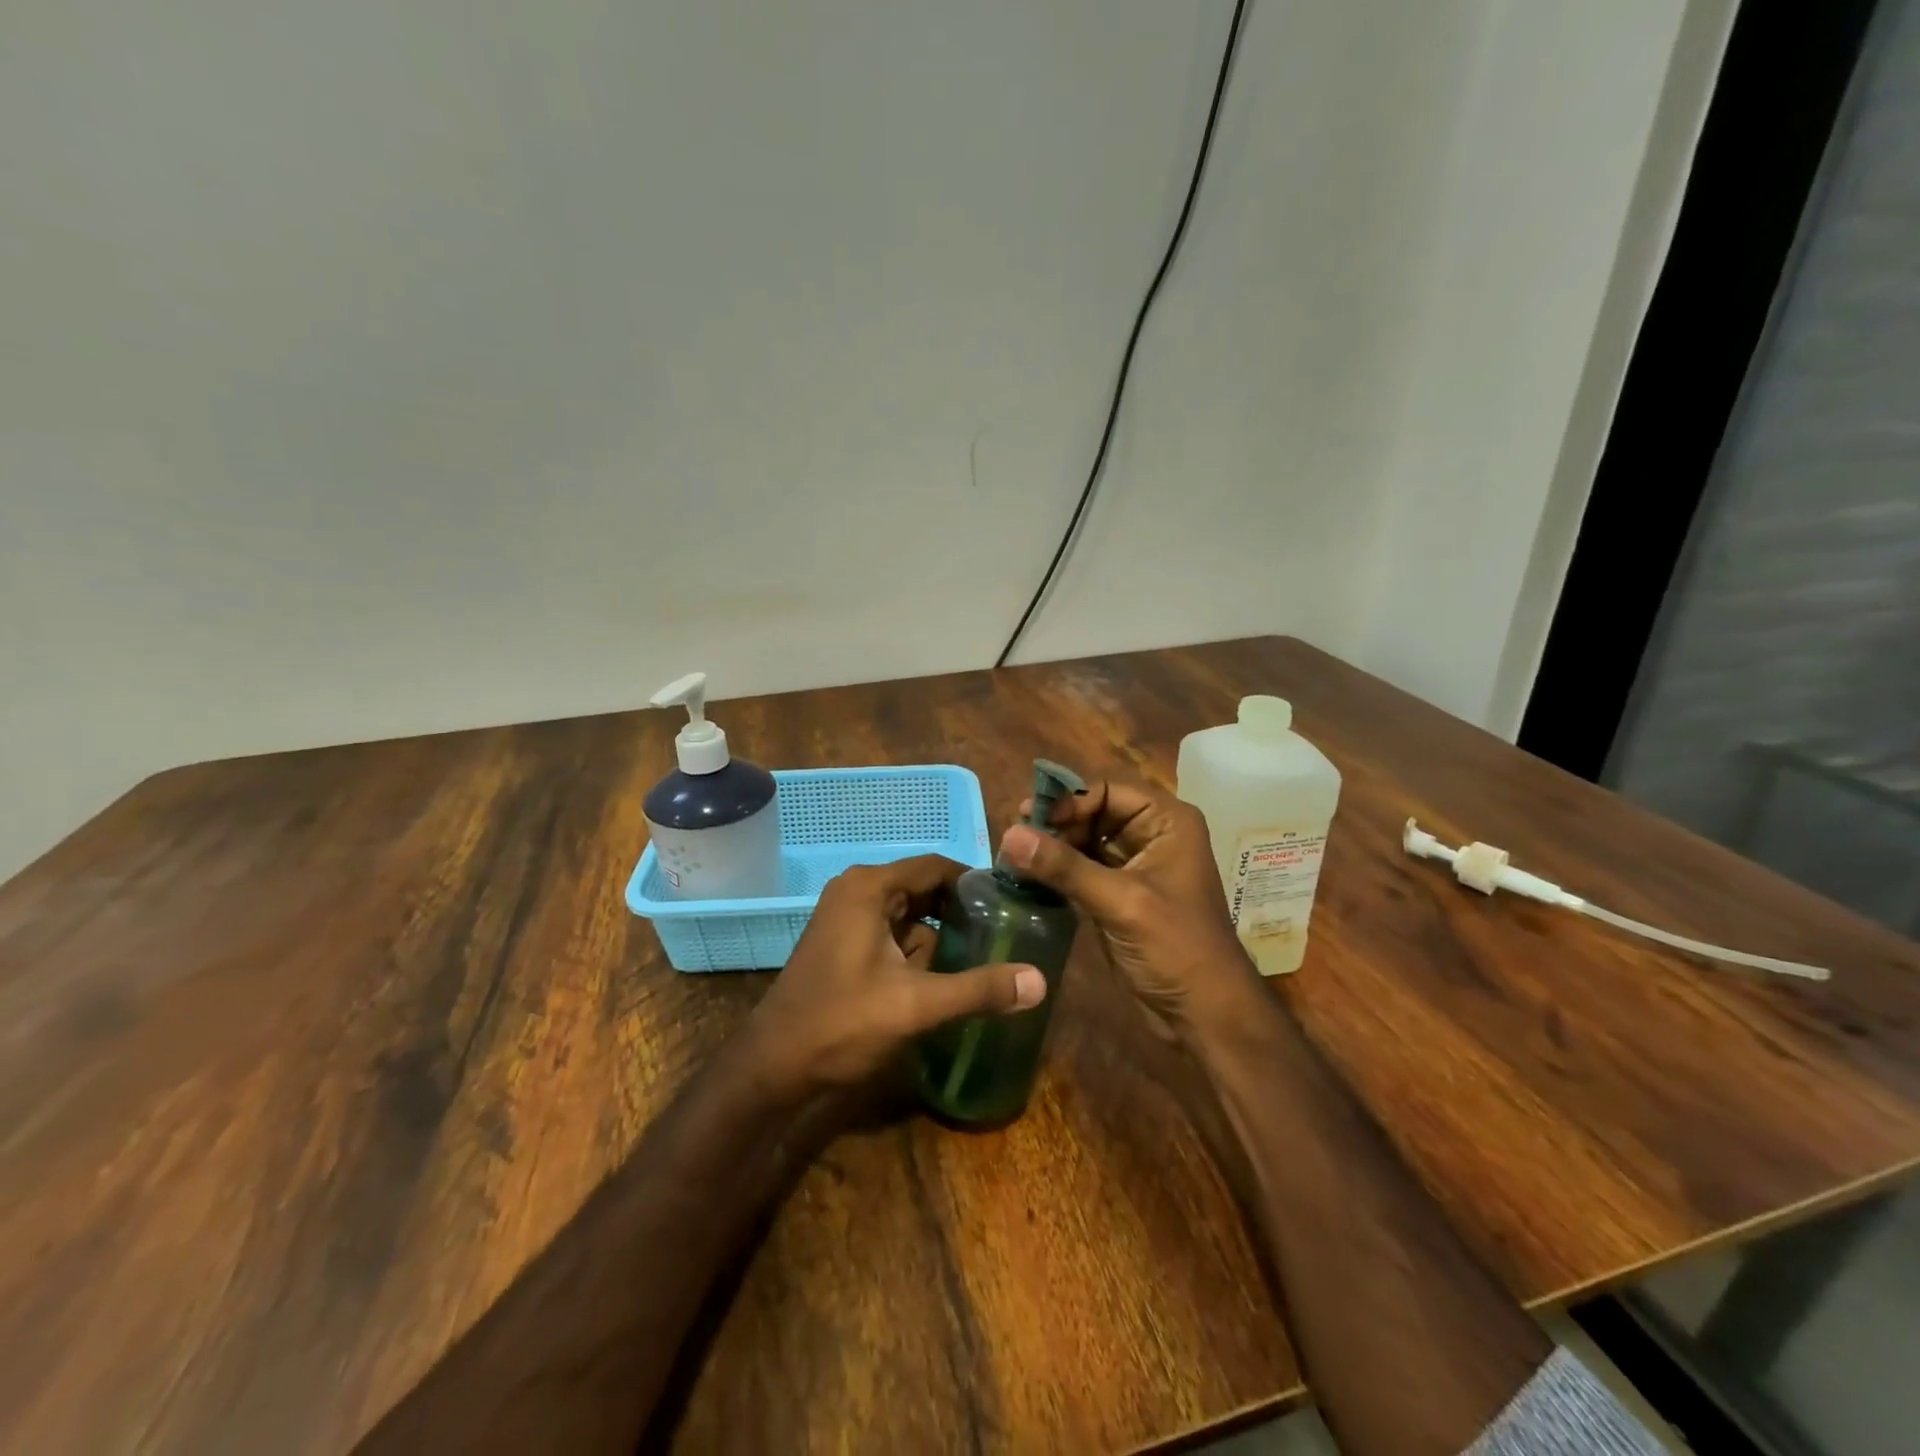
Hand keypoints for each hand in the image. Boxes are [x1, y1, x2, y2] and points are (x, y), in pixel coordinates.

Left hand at [746, 855, 1046, 1095]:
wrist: (773, 1067)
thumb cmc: (842, 1023)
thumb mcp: (916, 1005)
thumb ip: (978, 989)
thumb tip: (1040, 981)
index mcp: (870, 887)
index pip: (935, 866)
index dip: (974, 883)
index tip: (1011, 905)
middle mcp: (856, 891)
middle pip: (923, 888)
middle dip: (959, 913)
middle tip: (1002, 936)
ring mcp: (846, 917)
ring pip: (909, 915)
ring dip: (938, 936)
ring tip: (979, 959)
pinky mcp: (843, 944)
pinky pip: (891, 933)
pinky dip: (916, 950)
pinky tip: (940, 978)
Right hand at [1000, 781, 1259, 1040]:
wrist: (1205, 1013)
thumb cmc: (1175, 947)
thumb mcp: (1120, 901)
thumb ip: (1064, 866)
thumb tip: (1009, 834)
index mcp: (1166, 821)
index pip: (1107, 790)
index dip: (1068, 800)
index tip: (1029, 819)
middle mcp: (1152, 835)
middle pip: (1093, 812)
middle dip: (1056, 824)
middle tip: (1014, 837)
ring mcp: (1135, 866)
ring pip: (1085, 841)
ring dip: (1053, 847)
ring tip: (1013, 856)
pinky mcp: (1119, 894)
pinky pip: (1083, 870)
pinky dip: (1058, 871)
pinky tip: (1028, 877)